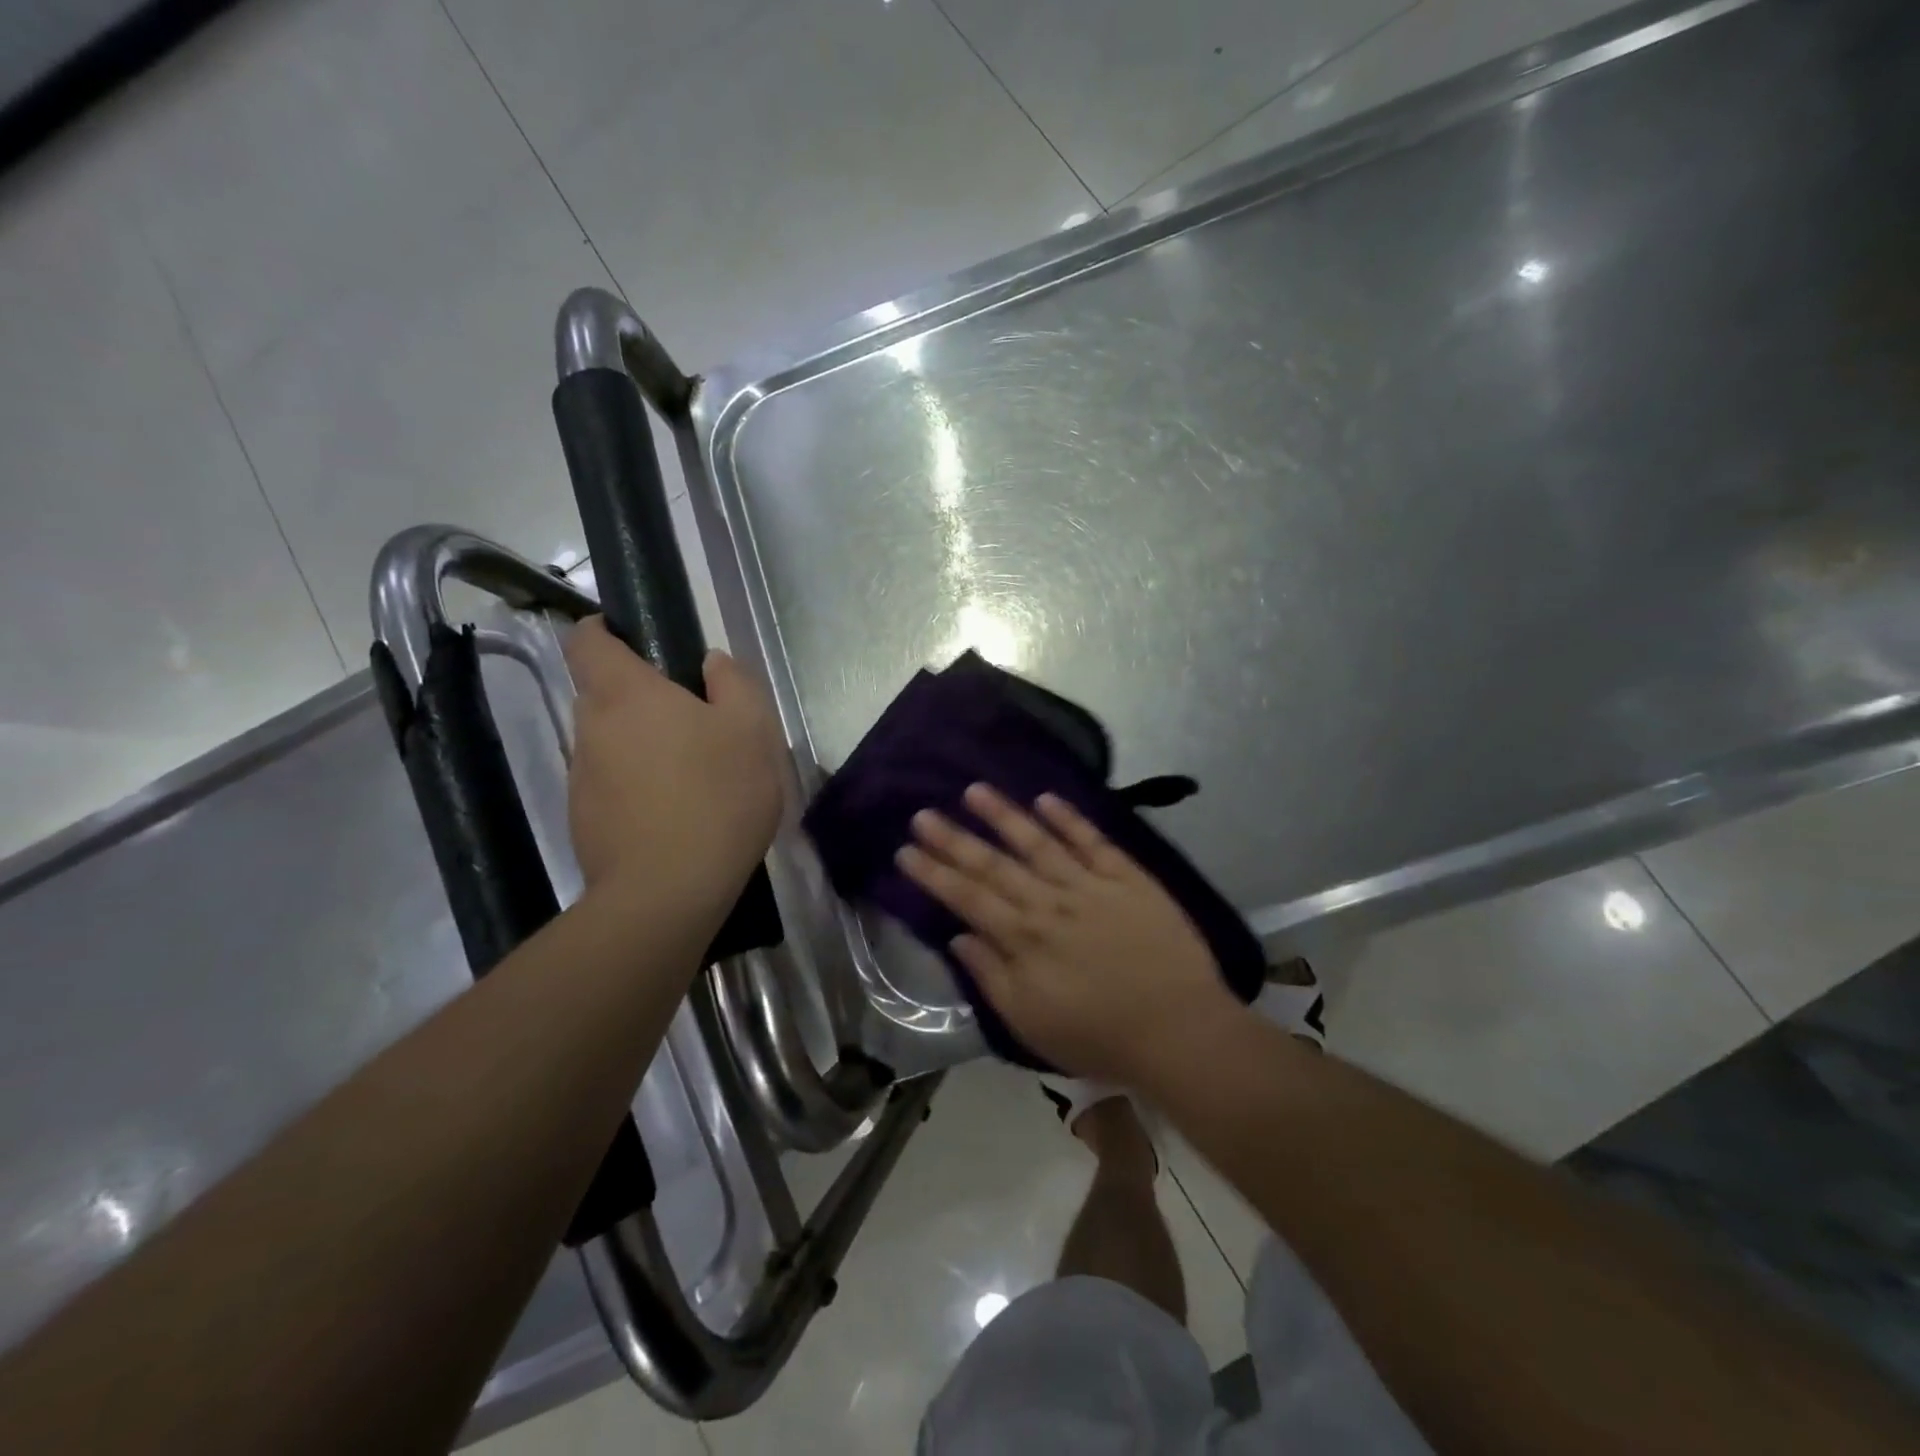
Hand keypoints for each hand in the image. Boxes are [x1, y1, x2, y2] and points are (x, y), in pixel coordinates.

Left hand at [565, 616, 782, 900]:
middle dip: (638, 699)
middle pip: (602, 695)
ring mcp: (581, 776)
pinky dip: (634, 788)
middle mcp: (592, 727)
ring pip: (608, 743)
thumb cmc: (717, 795)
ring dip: (639, 748)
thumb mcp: (752, 731)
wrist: (669, 890)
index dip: (602, 631)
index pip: (587, 641)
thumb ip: (734, 684)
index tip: (633, 640)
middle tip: (691, 723)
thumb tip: (711, 663)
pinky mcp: (582, 820)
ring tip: (689, 779)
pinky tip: (673, 815)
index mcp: (627, 693)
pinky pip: (609, 786)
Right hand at [897, 784, 1241, 1085]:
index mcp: (1024, 940)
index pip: (968, 898)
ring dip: (1004, 815)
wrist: (1180, 1030)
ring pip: (1038, 842)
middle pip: (994, 865)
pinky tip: (1046, 799)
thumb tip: (958, 938)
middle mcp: (1050, 903)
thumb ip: (991, 978)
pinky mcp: (1128, 878)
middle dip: (954, 838)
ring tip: (974, 790)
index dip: (934, 873)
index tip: (906, 850)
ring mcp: (1090, 886)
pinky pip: (1093, 841)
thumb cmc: (1100, 1036)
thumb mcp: (1032, 1024)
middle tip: (923, 813)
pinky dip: (1069, 819)